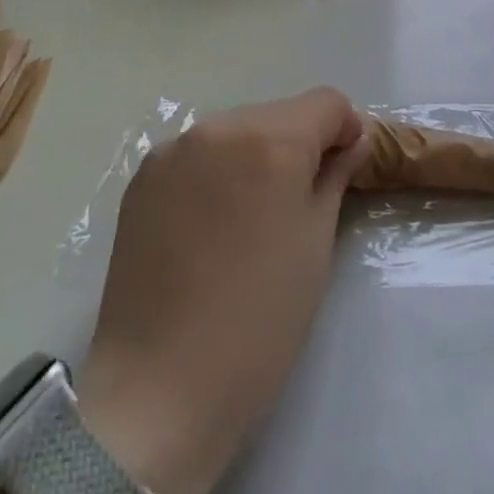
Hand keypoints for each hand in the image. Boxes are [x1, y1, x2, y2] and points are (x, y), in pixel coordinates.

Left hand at [76, 88, 367, 493]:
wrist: (157, 391)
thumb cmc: (258, 323)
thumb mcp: (316, 245)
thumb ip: (334, 176)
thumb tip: (349, 142)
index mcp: (271, 141)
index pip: (327, 102)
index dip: (345, 131)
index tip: (344, 171)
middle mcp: (221, 127)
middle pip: (280, 113)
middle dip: (299, 143)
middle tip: (298, 203)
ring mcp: (175, 149)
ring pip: (238, 129)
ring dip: (255, 155)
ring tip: (250, 217)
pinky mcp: (144, 176)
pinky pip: (199, 152)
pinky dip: (217, 170)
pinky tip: (211, 224)